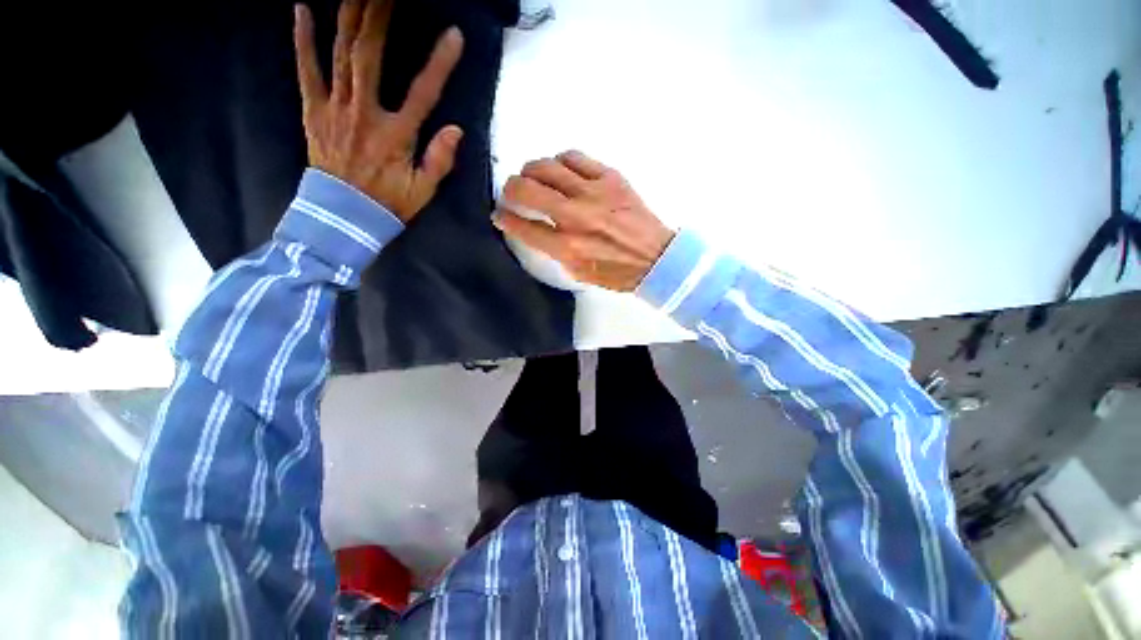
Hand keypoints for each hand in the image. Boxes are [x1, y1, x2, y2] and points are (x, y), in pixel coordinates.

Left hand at [293, 0, 463, 221]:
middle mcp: (364, 113)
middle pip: (369, 56)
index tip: (454, 36)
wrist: (345, 216)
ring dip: (349, 17)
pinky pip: (307, 70)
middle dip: (379, 17)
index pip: (423, 93)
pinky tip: (303, 9)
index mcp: (396, 135)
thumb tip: (456, 129)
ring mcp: (335, 108)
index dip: (440, 64)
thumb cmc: (389, 203)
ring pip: (340, 54)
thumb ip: (440, 160)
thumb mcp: (423, 190)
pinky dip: (303, 39)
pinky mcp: (314, 110)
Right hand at [493, 151, 674, 291]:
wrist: (656, 258)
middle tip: (512, 192)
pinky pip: (575, 157)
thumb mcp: (579, 272)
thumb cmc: (616, 272)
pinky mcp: (610, 178)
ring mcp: (593, 193)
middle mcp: (575, 217)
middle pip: (527, 189)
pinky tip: (561, 171)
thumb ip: (554, 250)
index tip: (499, 213)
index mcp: (567, 247)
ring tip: (534, 178)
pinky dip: (560, 161)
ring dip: (532, 171)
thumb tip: (535, 229)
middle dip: (510, 189)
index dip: (505, 218)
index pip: (523, 226)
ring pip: (547, 166)